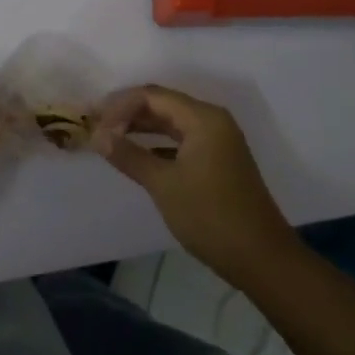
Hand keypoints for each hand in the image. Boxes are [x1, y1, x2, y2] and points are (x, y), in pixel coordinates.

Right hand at [90, 84, 297, 284]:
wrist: (261, 257)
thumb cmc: (210, 216)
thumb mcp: (164, 184)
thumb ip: (129, 155)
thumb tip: (97, 135)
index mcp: (203, 118)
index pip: (152, 96)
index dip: (119, 106)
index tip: (93, 124)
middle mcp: (212, 121)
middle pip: (162, 104)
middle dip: (128, 113)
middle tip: (96, 127)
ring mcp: (218, 140)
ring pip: (172, 122)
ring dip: (141, 127)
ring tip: (110, 138)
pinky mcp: (218, 160)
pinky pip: (181, 139)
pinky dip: (157, 143)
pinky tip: (137, 155)